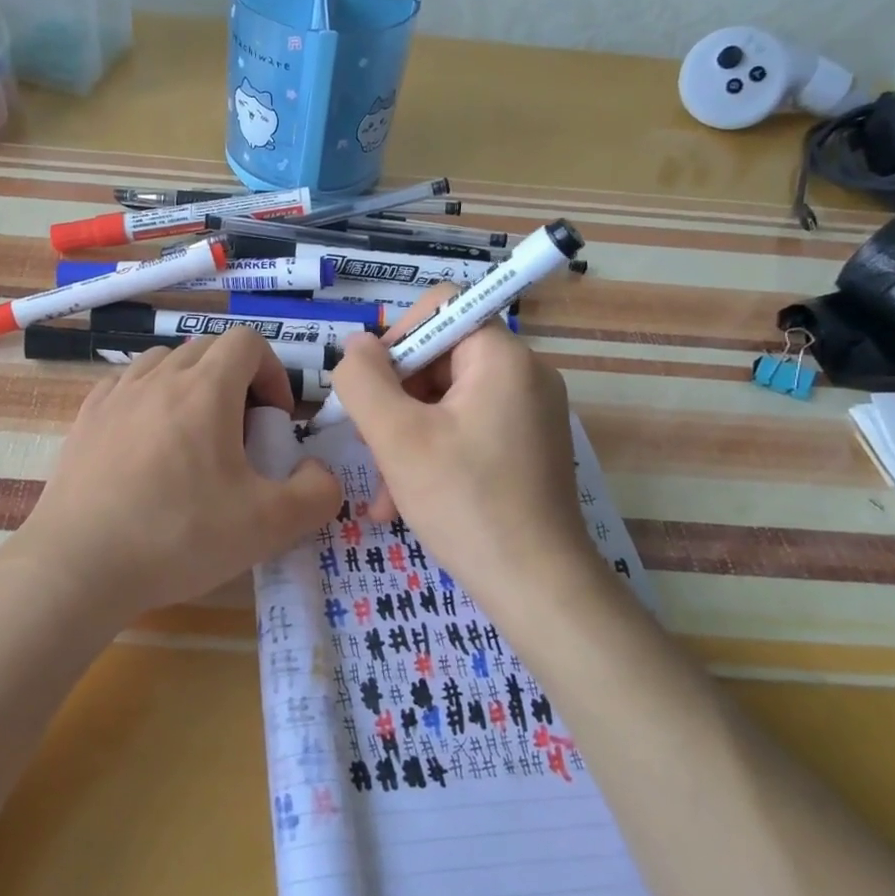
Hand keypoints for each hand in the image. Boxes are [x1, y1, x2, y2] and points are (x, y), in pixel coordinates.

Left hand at [15, 329, 340, 623]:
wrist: (79, 565)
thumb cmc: (179, 536)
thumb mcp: (269, 525)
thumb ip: (317, 494)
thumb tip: (321, 473)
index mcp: (205, 389)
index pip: (248, 342)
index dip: (273, 373)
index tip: (275, 420)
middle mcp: (158, 377)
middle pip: (208, 349)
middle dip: (237, 380)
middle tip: (241, 434)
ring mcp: (116, 395)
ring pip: (165, 363)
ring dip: (191, 386)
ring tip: (194, 438)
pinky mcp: (85, 419)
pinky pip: (126, 387)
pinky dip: (149, 400)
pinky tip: (148, 445)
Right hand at [329, 288, 596, 610]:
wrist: (539, 588)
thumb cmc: (465, 503)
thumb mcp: (397, 437)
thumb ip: (363, 380)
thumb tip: (355, 346)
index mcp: (501, 357)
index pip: (439, 307)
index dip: (395, 338)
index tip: (371, 389)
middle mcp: (524, 375)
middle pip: (439, 358)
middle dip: (395, 400)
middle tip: (368, 445)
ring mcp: (529, 413)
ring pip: (447, 402)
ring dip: (405, 437)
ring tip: (382, 490)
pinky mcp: (527, 448)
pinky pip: (467, 430)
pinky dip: (433, 455)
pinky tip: (404, 501)